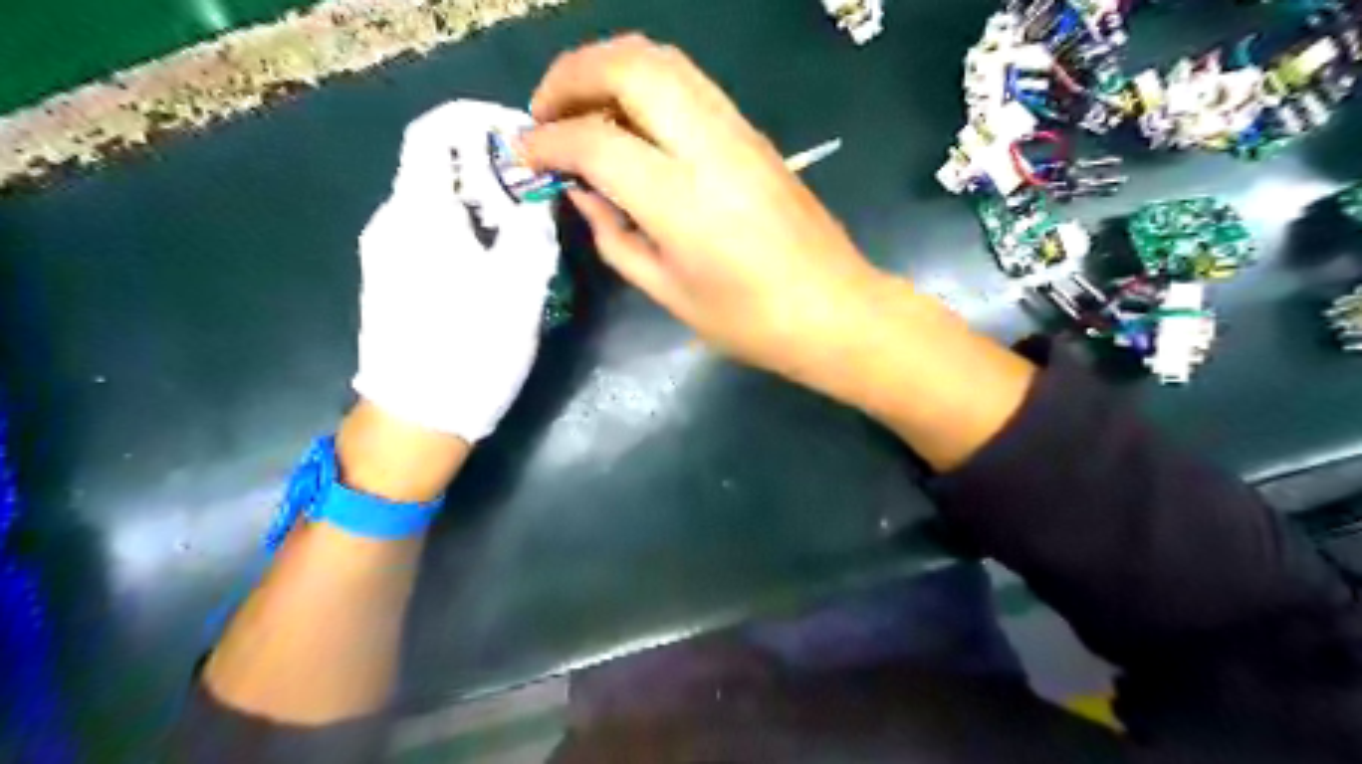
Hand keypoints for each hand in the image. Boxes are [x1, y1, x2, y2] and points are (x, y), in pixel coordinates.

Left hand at [354, 100, 562, 447]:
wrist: (416, 420)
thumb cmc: (471, 351)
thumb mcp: (519, 286)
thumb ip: (532, 225)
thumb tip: (539, 186)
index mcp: (418, 213)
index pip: (435, 131)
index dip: (479, 120)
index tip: (526, 138)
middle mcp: (392, 221)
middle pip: (439, 166)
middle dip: (493, 167)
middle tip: (541, 196)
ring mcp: (386, 251)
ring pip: (438, 200)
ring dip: (485, 201)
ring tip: (528, 231)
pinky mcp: (392, 277)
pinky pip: (432, 231)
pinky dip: (469, 228)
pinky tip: (498, 262)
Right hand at [524, 36, 882, 381]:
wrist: (834, 310)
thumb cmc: (749, 320)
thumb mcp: (668, 292)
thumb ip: (615, 236)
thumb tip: (583, 192)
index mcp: (680, 199)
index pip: (595, 141)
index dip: (548, 141)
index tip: (523, 153)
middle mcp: (708, 146)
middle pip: (630, 66)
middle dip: (572, 75)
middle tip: (545, 113)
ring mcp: (738, 131)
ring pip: (662, 61)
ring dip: (609, 69)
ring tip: (580, 109)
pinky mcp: (754, 134)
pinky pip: (689, 84)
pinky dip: (645, 84)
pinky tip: (630, 122)